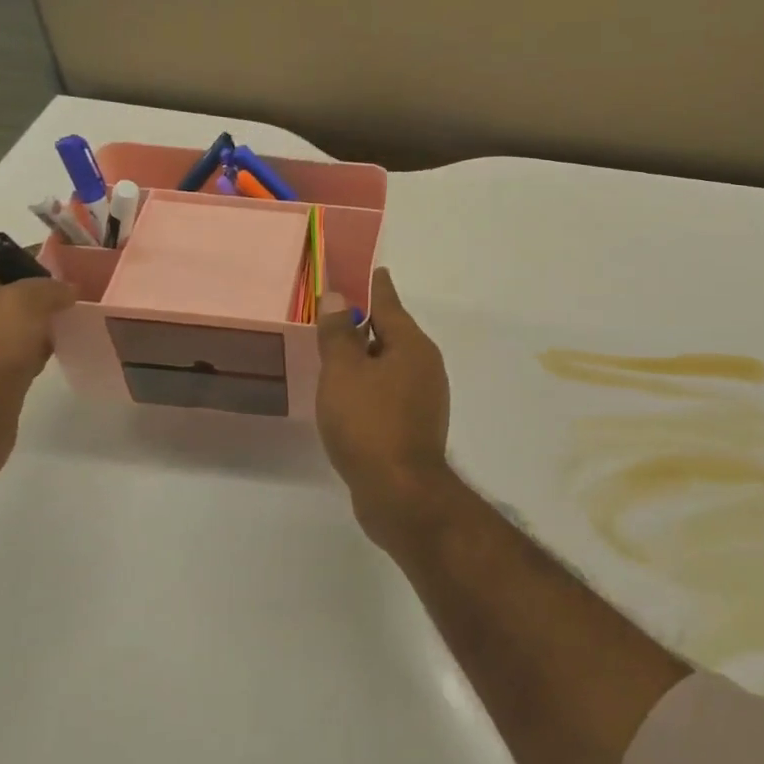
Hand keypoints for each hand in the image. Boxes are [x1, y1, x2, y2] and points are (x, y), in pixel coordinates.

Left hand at [0, 261, 80, 495]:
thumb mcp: (24, 300)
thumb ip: (50, 287)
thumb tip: (69, 291)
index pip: (9, 264)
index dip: (40, 259)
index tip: (79, 261)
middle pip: (20, 298)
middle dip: (51, 294)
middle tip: (91, 293)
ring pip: (28, 329)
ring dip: (52, 326)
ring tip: (87, 322)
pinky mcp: (1, 383)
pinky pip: (30, 358)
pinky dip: (48, 354)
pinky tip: (68, 355)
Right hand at [316, 268, 451, 550]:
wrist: (400, 493)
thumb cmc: (369, 423)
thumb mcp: (343, 372)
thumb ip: (338, 332)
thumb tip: (338, 296)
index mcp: (412, 345)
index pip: (389, 304)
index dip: (376, 286)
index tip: (374, 270)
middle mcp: (426, 365)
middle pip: (392, 334)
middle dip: (368, 323)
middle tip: (340, 313)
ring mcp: (426, 397)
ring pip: (391, 364)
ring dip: (368, 357)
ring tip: (339, 353)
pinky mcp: (417, 425)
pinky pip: (391, 391)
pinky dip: (371, 385)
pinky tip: (351, 396)